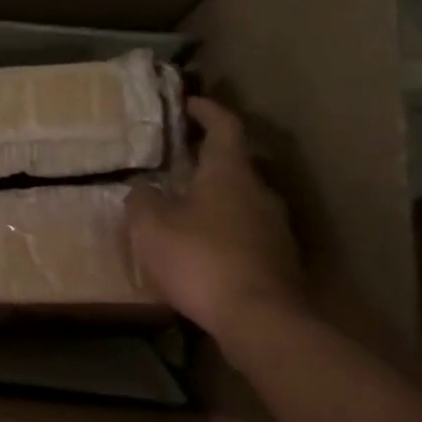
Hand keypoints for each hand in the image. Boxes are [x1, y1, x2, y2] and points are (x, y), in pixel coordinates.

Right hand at [127, 97, 306, 339]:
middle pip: (236, 163)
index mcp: (229, 173)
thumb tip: (142, 187)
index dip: (207, 110)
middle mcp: (259, 192)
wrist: (260, 319)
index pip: (224, 127)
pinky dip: (226, 228)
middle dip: (208, 158)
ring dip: (217, 197)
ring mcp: (275, 227)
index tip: (190, 102)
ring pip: (243, 199)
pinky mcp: (280, 259)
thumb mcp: (151, 227)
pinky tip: (204, 246)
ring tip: (186, 206)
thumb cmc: (200, 260)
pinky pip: (248, 230)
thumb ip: (142, 200)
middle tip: (178, 161)